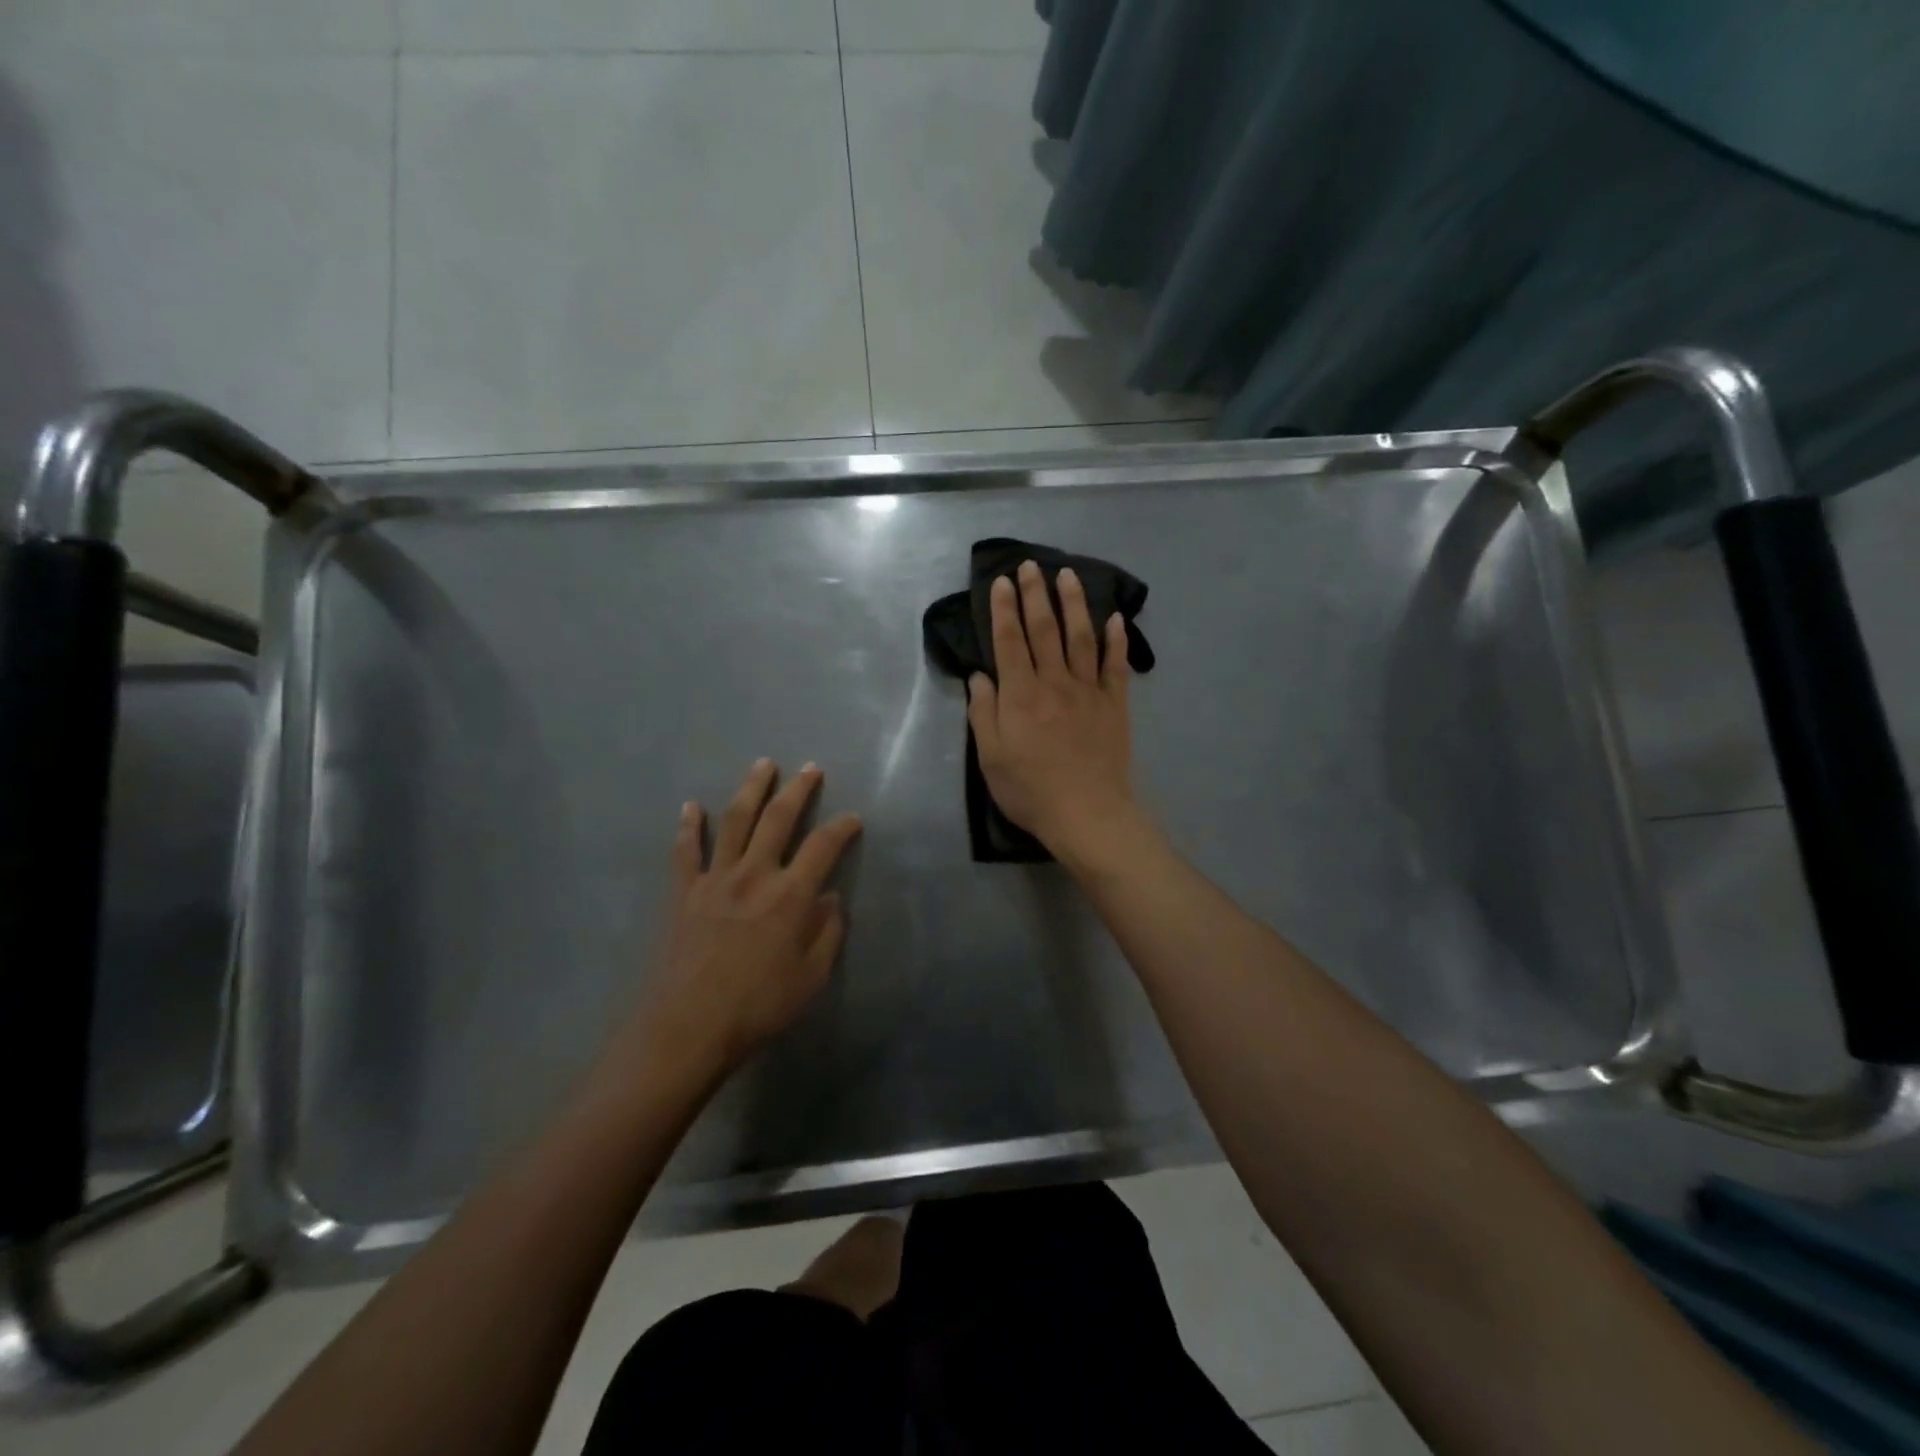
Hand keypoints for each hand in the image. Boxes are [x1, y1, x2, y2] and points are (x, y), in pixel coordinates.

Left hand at [628, 760, 861, 1084]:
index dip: (842, 827)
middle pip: (779, 818)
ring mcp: (716, 879)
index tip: (853, 818)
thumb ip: (827, 934)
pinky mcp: (684, 892)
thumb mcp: (811, 978)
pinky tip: (691, 806)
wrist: (687, 1028)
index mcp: (791, 895)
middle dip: (798, 790)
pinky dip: (689, 826)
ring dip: (751, 789)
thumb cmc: (758, 1007)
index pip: (823, 846)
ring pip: (734, 821)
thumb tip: (830, 900)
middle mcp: (755, 874)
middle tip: (810, 769)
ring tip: (762, 765)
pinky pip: (686, 851)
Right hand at [967, 560, 1137, 859]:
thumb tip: (980, 676)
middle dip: (1036, 594)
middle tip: (1031, 565)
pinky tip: (1116, 619)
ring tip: (1068, 576)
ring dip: (1074, 603)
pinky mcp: (1115, 705)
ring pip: (1081, 637)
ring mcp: (1089, 691)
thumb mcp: (990, 758)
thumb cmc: (1031, 790)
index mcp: (1020, 694)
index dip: (1004, 608)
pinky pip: (1117, 666)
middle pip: (1044, 629)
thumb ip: (983, 713)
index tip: (1001, 581)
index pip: (1009, 640)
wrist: (1087, 813)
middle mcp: (1054, 682)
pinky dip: (1117, 641)